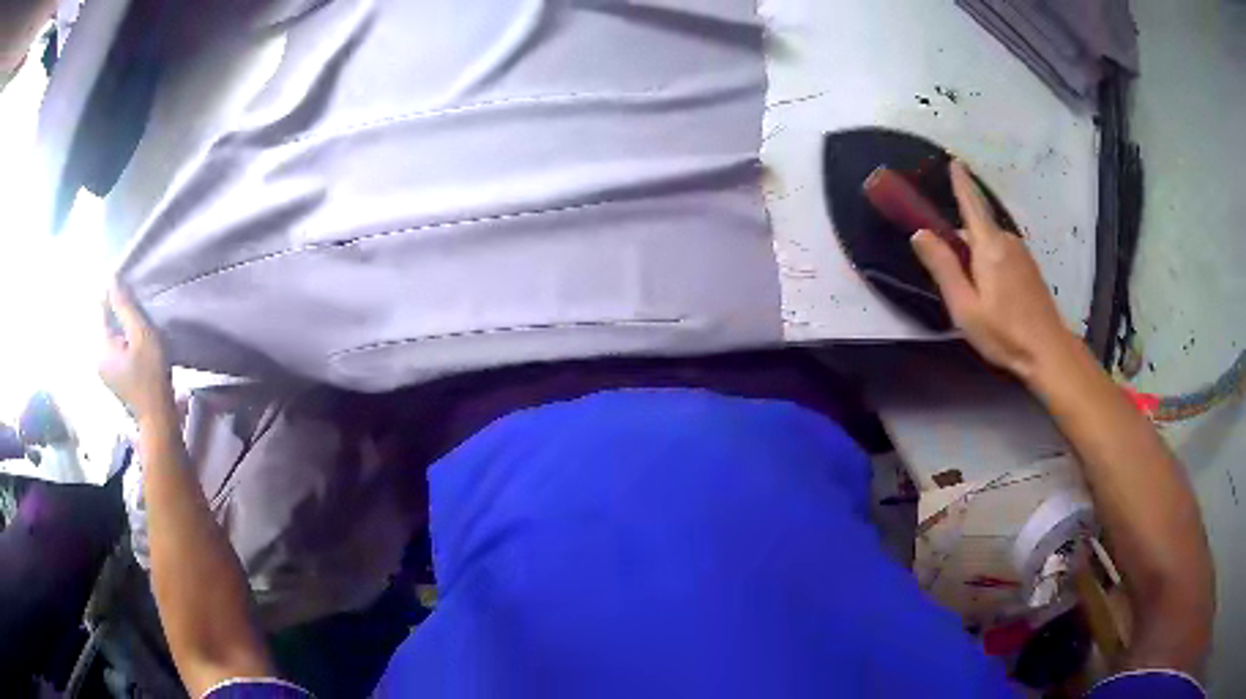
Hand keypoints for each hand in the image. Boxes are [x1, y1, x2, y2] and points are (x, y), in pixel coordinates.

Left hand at [100, 284, 173, 419]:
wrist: (158, 419)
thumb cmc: (151, 375)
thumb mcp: (141, 335)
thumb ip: (124, 307)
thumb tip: (111, 279)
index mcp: (101, 346)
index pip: (102, 308)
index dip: (114, 295)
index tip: (130, 291)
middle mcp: (97, 358)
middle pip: (106, 324)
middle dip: (119, 316)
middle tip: (140, 315)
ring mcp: (104, 372)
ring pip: (111, 339)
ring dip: (123, 331)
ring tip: (141, 332)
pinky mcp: (113, 381)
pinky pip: (115, 352)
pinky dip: (125, 345)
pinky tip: (138, 350)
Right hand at [911, 161, 1077, 382]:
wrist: (1048, 351)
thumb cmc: (1003, 332)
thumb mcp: (965, 306)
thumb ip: (943, 267)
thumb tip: (920, 233)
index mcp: (988, 245)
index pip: (970, 203)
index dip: (960, 182)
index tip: (954, 161)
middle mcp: (1006, 241)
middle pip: (976, 228)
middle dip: (960, 241)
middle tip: (952, 278)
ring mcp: (1021, 253)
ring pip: (989, 243)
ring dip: (975, 256)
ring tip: (973, 293)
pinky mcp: (1029, 268)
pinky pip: (1001, 254)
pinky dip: (989, 262)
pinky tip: (991, 294)